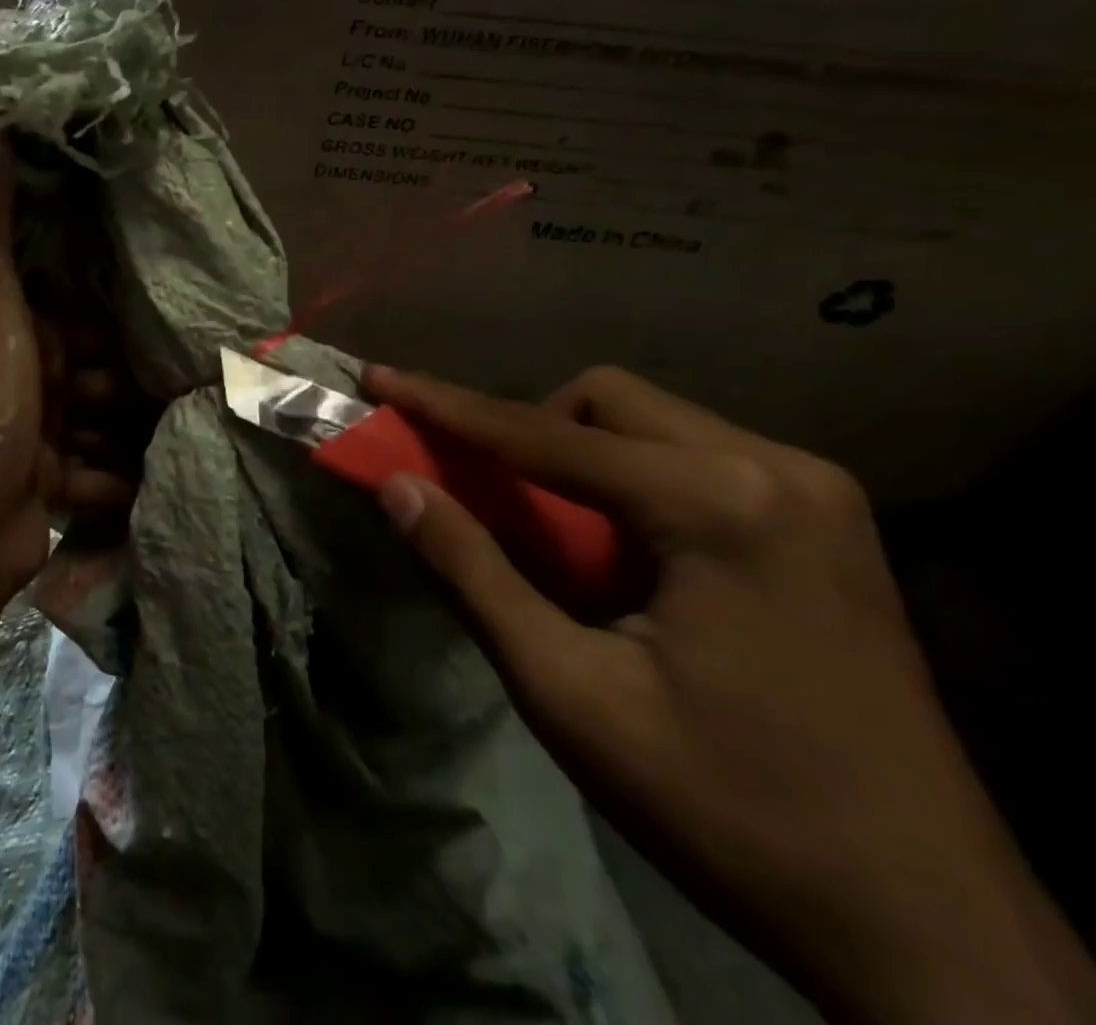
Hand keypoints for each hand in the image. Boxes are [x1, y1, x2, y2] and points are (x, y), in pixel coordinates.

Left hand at [0, 139, 138, 601]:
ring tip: (151, 439)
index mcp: (3, 333)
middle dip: (114, 384)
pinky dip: (113, 479)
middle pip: (88, 373)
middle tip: (134, 395)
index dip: (95, 326)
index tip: (134, 331)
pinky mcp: (46, 486)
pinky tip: (144, 483)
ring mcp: (32, 437)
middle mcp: (15, 381)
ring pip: (96, 424)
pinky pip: (95, 475)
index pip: (65, 318)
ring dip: (120, 432)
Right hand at [365, 363, 1095, 1024]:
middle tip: (483, 495)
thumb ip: (473, 573)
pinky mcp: (831, 524)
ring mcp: (817, 493)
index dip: (446, 405)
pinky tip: (622, 557)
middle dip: (525, 431)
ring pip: (650, 424)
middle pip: (606, 400)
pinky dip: (628, 483)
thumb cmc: (728, 811)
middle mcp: (778, 469)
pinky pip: (693, 460)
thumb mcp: (568, 693)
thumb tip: (397, 486)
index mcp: (720, 505)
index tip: (379, 377)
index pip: (544, 433)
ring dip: (577, 458)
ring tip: (553, 539)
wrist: (933, 935)